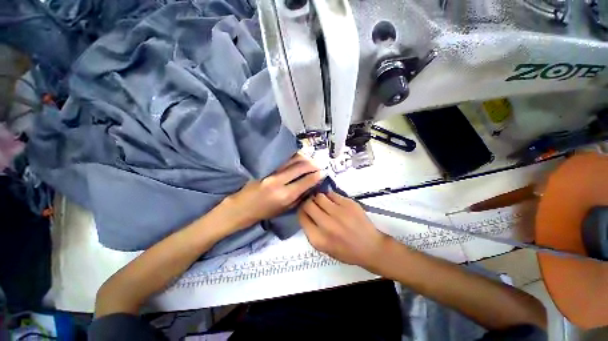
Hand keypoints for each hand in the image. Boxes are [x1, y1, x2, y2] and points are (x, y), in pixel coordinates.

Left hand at [221, 154, 321, 230]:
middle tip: (318, 164)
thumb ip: (299, 197)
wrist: (241, 208)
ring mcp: (271, 173)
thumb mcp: (284, 209)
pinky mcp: (265, 168)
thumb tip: (311, 186)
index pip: (306, 181)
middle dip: (312, 164)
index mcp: (285, 196)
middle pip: (300, 167)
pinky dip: (293, 157)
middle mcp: (279, 182)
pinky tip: (298, 158)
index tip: (323, 172)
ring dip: (303, 158)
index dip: (316, 176)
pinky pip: (283, 160)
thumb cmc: (264, 212)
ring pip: (292, 160)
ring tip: (310, 160)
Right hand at [298, 191, 390, 270]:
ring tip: (323, 202)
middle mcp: (326, 224)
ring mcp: (339, 212)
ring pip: (319, 196)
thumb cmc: (346, 251)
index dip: (301, 211)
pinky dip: (330, 196)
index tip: (304, 210)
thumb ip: (312, 232)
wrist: (370, 247)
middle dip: (308, 202)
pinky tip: (333, 201)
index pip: (302, 217)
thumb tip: (305, 213)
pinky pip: (332, 194)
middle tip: (312, 203)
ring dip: (318, 198)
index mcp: (318, 239)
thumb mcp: (324, 248)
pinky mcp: (349, 204)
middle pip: (308, 204)